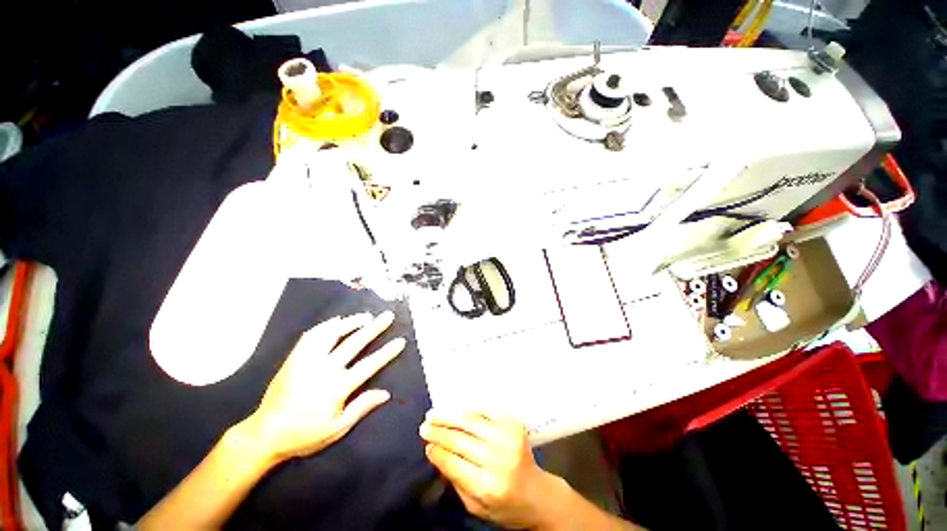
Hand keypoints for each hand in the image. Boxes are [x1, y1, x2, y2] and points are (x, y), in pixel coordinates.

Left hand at [242, 311, 405, 461]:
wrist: (265, 433)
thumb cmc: (304, 434)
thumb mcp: (337, 428)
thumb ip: (362, 407)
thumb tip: (386, 393)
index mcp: (337, 387)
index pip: (369, 365)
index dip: (387, 352)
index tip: (400, 340)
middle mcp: (324, 370)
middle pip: (354, 343)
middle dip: (374, 328)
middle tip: (387, 316)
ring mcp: (307, 361)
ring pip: (332, 334)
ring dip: (351, 323)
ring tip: (365, 316)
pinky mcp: (294, 359)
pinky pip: (311, 337)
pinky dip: (325, 326)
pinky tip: (335, 322)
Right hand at [420, 412, 559, 529]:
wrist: (537, 494)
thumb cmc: (504, 506)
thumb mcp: (475, 506)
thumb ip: (456, 479)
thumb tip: (436, 452)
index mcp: (488, 485)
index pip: (453, 462)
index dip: (437, 451)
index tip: (426, 444)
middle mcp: (499, 459)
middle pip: (461, 439)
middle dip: (439, 431)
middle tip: (424, 426)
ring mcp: (508, 437)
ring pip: (471, 421)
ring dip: (450, 416)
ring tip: (434, 414)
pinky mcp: (514, 424)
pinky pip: (485, 413)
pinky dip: (468, 411)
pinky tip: (456, 411)